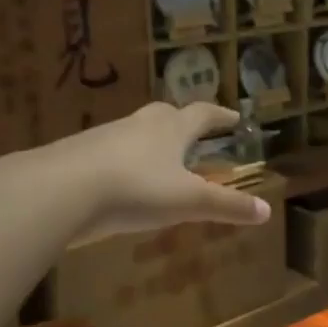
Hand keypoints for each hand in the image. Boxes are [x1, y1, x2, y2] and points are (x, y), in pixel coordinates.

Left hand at [33, 102, 270, 241]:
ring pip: (134, 132)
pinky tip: (119, 182)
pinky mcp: (77, 155)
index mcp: (171, 130)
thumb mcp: (188, 201)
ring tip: (158, 160)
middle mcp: (138, 125)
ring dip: (150, 142)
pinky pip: (108, 153)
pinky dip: (121, 162)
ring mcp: (104, 137)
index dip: (220, 116)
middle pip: (165, 115)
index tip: (234, 117)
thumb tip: (266, 211)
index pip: (202, 115)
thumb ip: (227, 207)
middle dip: (182, 122)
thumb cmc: (135, 189)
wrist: (61, 189)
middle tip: (193, 131)